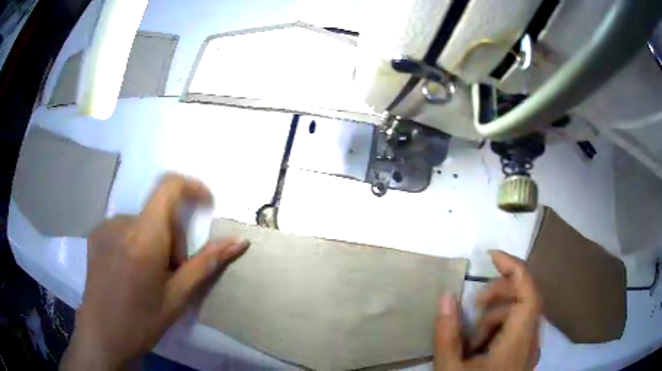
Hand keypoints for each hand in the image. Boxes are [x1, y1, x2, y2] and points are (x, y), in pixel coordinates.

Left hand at [61, 174, 249, 369]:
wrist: (102, 335)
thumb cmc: (142, 322)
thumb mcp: (177, 297)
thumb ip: (206, 264)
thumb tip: (238, 242)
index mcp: (143, 239)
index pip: (168, 188)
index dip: (192, 187)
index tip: (206, 204)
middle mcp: (121, 223)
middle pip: (158, 213)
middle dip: (173, 237)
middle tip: (172, 272)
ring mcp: (105, 227)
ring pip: (142, 223)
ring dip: (154, 242)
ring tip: (150, 276)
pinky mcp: (96, 234)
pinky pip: (125, 227)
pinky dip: (137, 242)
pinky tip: (131, 271)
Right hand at [435, 250, 541, 370]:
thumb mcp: (450, 369)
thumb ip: (447, 334)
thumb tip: (446, 297)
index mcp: (518, 342)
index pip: (530, 292)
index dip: (515, 267)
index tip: (491, 255)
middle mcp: (531, 340)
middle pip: (525, 298)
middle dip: (498, 294)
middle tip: (472, 306)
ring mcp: (530, 347)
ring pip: (520, 313)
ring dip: (495, 315)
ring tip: (471, 337)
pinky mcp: (524, 353)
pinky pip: (517, 327)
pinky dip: (499, 328)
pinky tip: (480, 345)